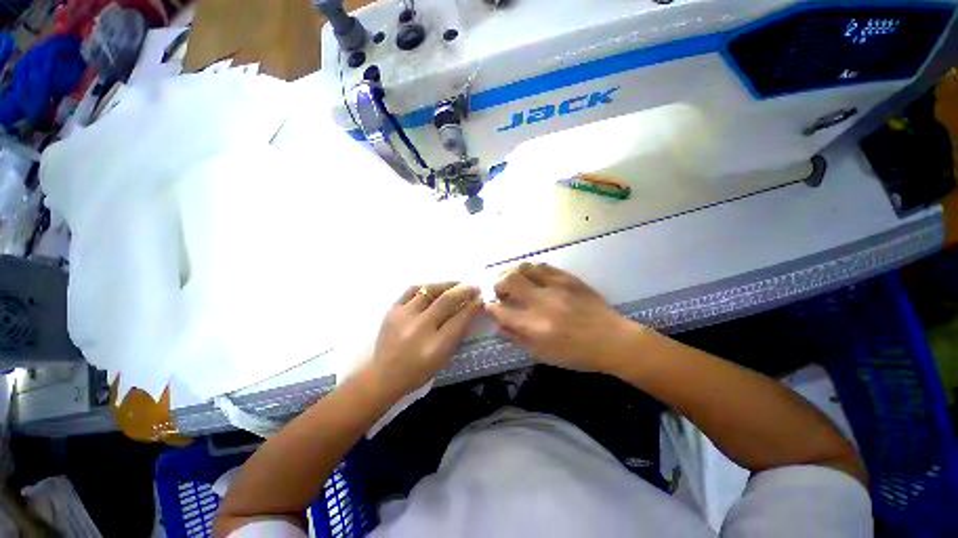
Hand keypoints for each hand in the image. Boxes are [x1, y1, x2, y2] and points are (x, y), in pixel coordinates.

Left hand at [369, 282, 481, 396]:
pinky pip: (412, 290)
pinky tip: (435, 287)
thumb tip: (469, 309)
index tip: (481, 298)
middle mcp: (420, 328)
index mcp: (435, 346)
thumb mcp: (444, 357)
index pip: (460, 319)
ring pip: (430, 290)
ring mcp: (404, 316)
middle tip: (474, 287)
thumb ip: (457, 333)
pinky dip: (427, 286)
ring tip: (457, 284)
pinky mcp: (392, 310)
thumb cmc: (419, 371)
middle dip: (465, 290)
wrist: (384, 376)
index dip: (473, 306)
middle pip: (447, 300)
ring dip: (447, 284)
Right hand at [485, 263, 643, 373]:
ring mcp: (555, 287)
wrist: (612, 340)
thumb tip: (499, 323)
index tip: (490, 306)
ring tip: (514, 280)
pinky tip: (532, 276)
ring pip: (524, 268)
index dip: (490, 307)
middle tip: (500, 290)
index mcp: (534, 326)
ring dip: (513, 273)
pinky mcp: (567, 278)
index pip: (500, 310)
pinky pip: (543, 266)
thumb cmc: (576, 353)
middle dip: (497, 284)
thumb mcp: (542, 354)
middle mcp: (541, 302)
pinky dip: (531, 269)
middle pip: (508, 281)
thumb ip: (517, 337)